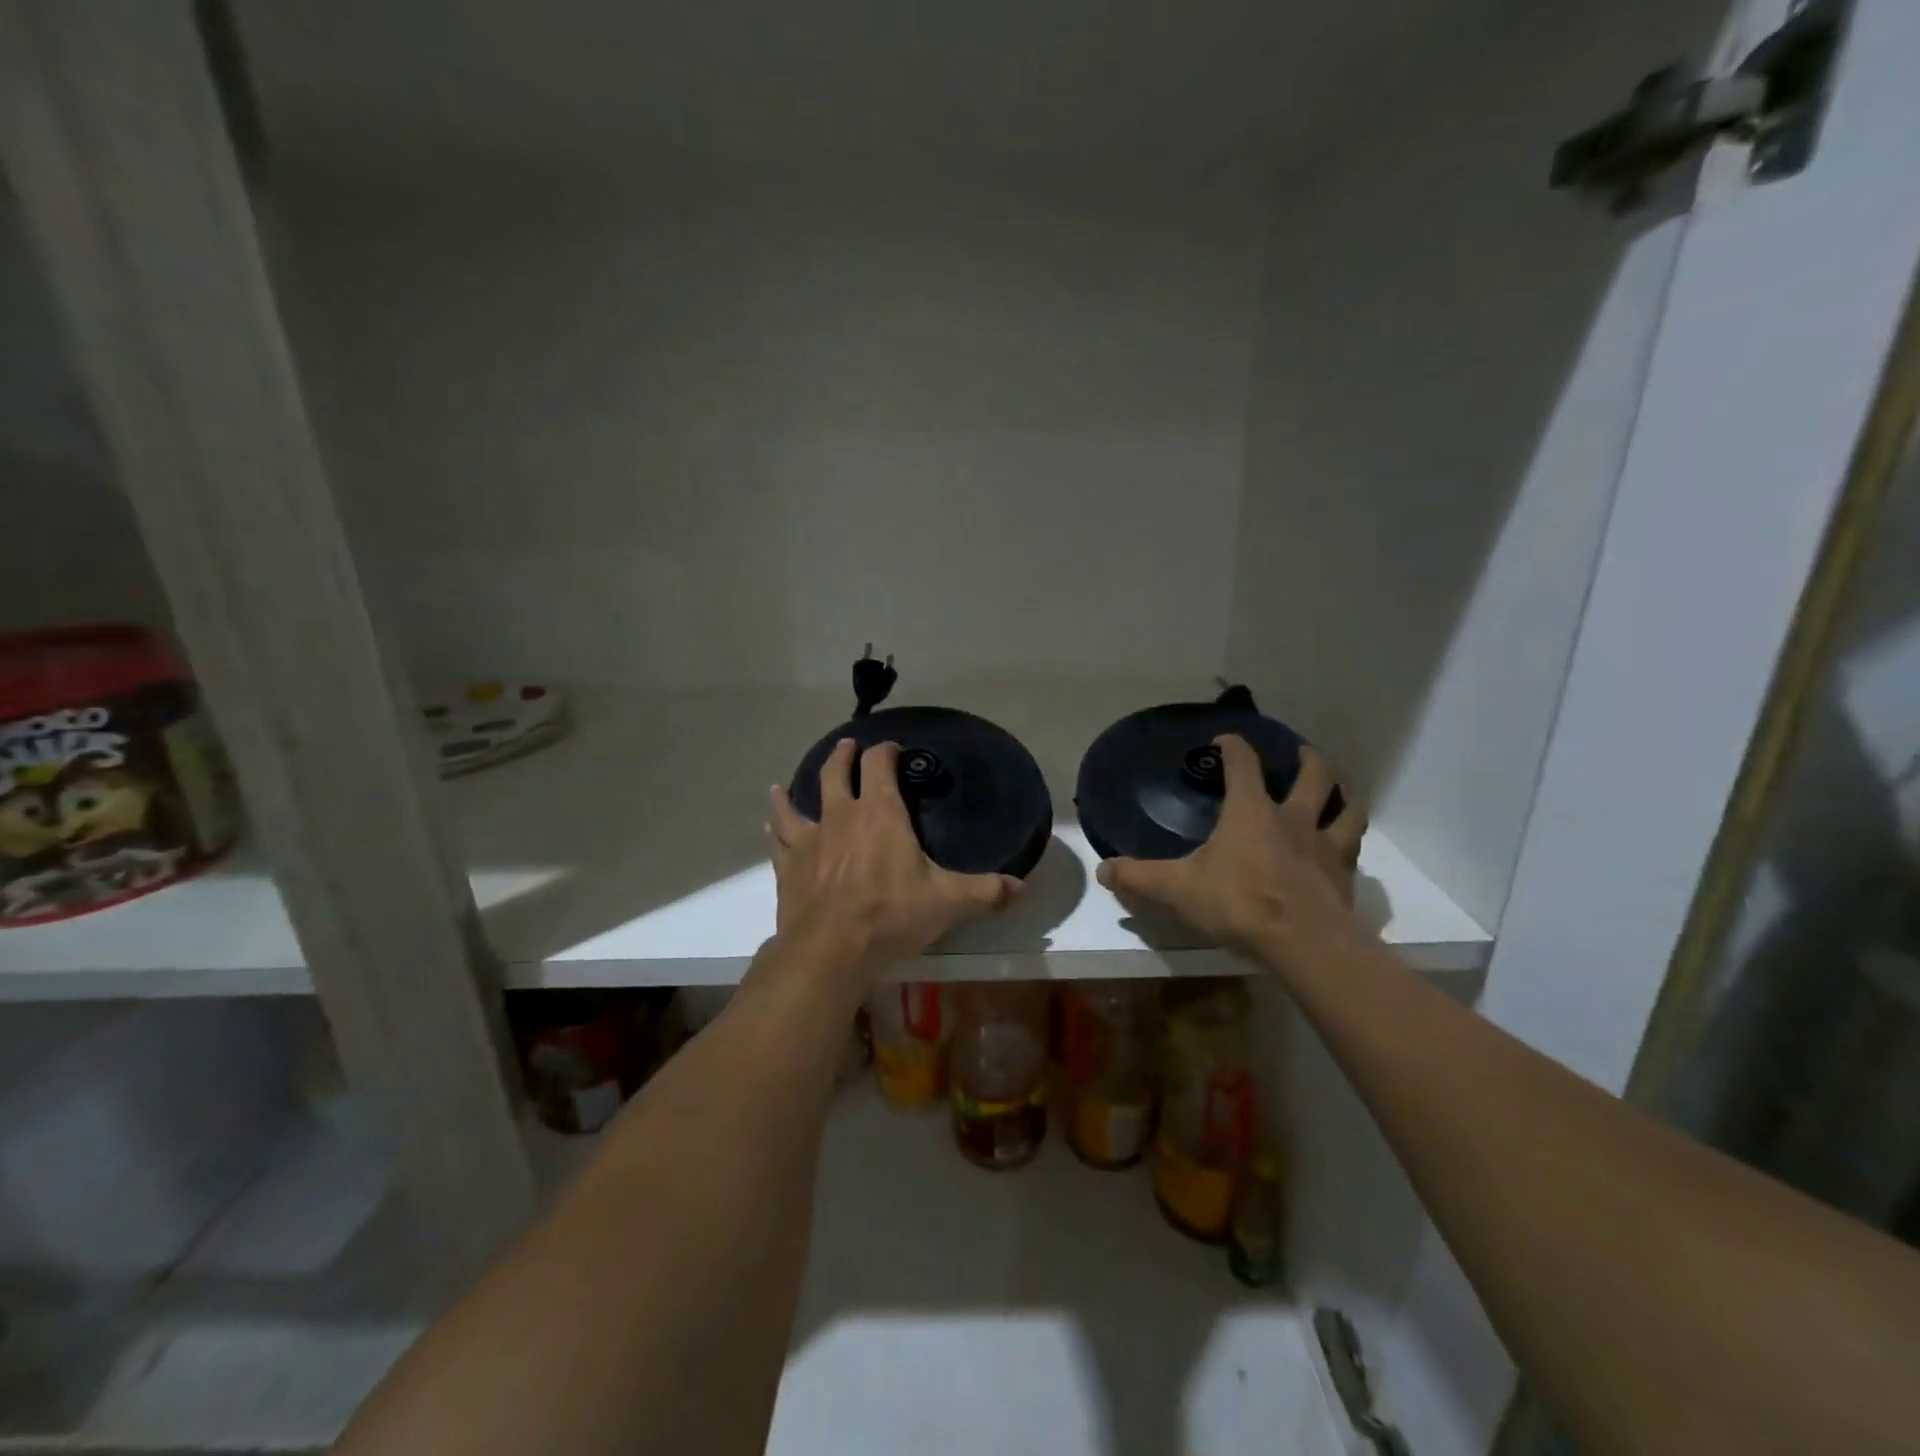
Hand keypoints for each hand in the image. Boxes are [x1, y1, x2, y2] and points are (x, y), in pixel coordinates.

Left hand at [767, 739, 1022, 981]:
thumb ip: (987, 891)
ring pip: (797, 805)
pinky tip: (770, 828)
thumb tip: (1022, 888)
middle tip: (845, 747)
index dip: (885, 751)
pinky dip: (776, 831)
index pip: (880, 765)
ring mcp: (810, 841)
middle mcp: (841, 816)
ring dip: (792, 793)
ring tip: (783, 786)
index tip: (891, 748)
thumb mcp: (949, 902)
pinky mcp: (789, 868)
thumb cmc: (892, 915)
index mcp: (880, 813)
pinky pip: (780, 842)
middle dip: (842, 757)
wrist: (831, 949)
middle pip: (836, 774)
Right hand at [1096, 735, 1365, 958]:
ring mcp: (1325, 847)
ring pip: (1345, 809)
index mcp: (1251, 811)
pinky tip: (1343, 851)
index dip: (1233, 747)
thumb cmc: (1238, 903)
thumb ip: (1139, 878)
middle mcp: (1293, 819)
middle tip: (1301, 753)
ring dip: (1341, 797)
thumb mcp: (1178, 889)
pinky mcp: (1344, 877)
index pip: (1242, 764)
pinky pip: (1352, 851)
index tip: (1225, 740)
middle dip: (1306, 760)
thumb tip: (1103, 870)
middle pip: (1312, 776)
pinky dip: (1349, 842)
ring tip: (1337, 795)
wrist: (1304, 943)